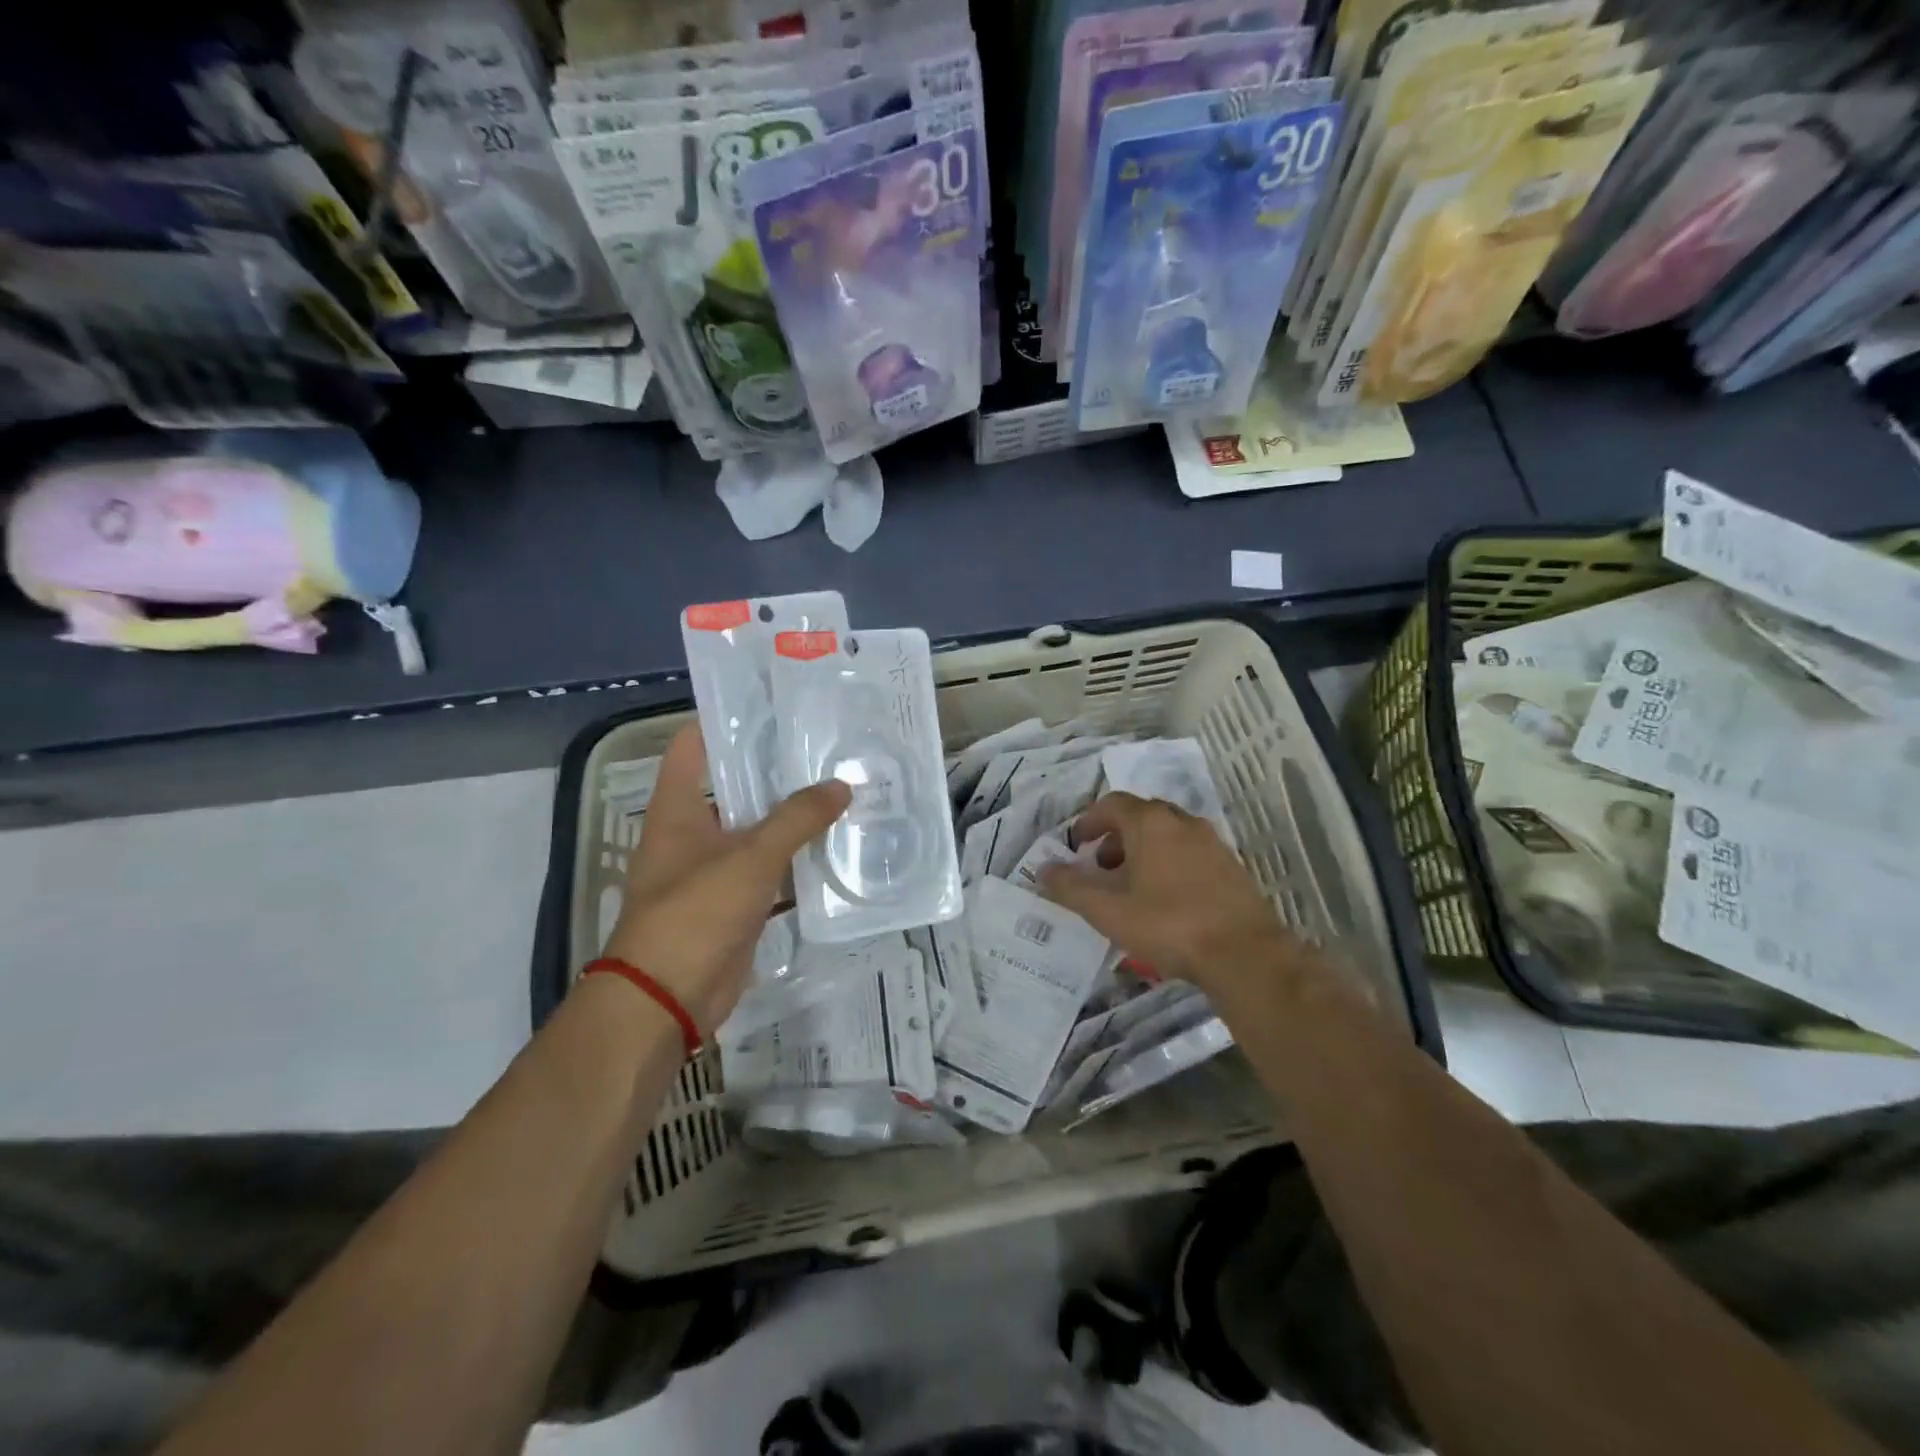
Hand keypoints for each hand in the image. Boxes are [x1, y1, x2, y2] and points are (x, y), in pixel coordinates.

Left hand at [603, 725, 850, 1036]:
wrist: (667, 1000)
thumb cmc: (695, 913)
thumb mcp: (750, 858)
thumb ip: (797, 818)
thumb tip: (841, 786)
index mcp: (678, 808)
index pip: (694, 745)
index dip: (726, 720)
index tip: (773, 705)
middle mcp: (692, 831)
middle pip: (733, 785)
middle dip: (774, 769)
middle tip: (825, 746)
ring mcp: (712, 869)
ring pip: (756, 829)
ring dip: (791, 816)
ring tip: (840, 788)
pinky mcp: (733, 903)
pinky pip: (769, 870)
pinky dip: (796, 860)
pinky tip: (834, 846)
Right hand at [1040, 792, 1297, 1004]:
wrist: (1244, 954)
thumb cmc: (1168, 924)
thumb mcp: (1107, 910)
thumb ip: (1070, 887)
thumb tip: (1042, 869)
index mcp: (1150, 823)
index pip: (1112, 804)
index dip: (1089, 821)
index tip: (1076, 844)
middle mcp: (1182, 822)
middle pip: (1140, 816)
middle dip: (1115, 838)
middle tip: (1100, 867)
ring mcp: (1211, 843)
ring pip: (1167, 835)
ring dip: (1142, 852)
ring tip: (1130, 888)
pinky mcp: (1231, 867)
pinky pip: (1189, 854)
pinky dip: (1168, 865)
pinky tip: (1165, 901)